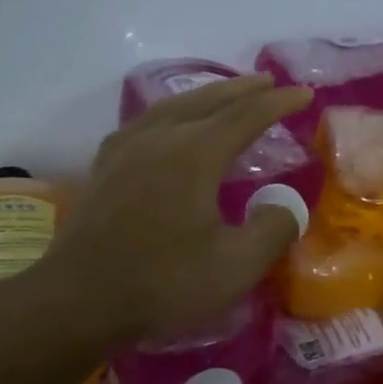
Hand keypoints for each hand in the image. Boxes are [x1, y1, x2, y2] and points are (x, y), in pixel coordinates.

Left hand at [38, 74, 313, 346]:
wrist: (78, 300)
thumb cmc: (162, 283)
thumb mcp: (235, 267)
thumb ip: (272, 230)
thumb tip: (286, 205)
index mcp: (194, 154)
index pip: (246, 116)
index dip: (278, 103)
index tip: (304, 94)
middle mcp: (160, 138)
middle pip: (208, 101)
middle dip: (243, 90)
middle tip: (269, 82)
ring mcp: (126, 149)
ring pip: (172, 106)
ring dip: (206, 96)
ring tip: (226, 94)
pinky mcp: (105, 166)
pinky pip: (145, 122)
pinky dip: (170, 112)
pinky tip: (168, 124)